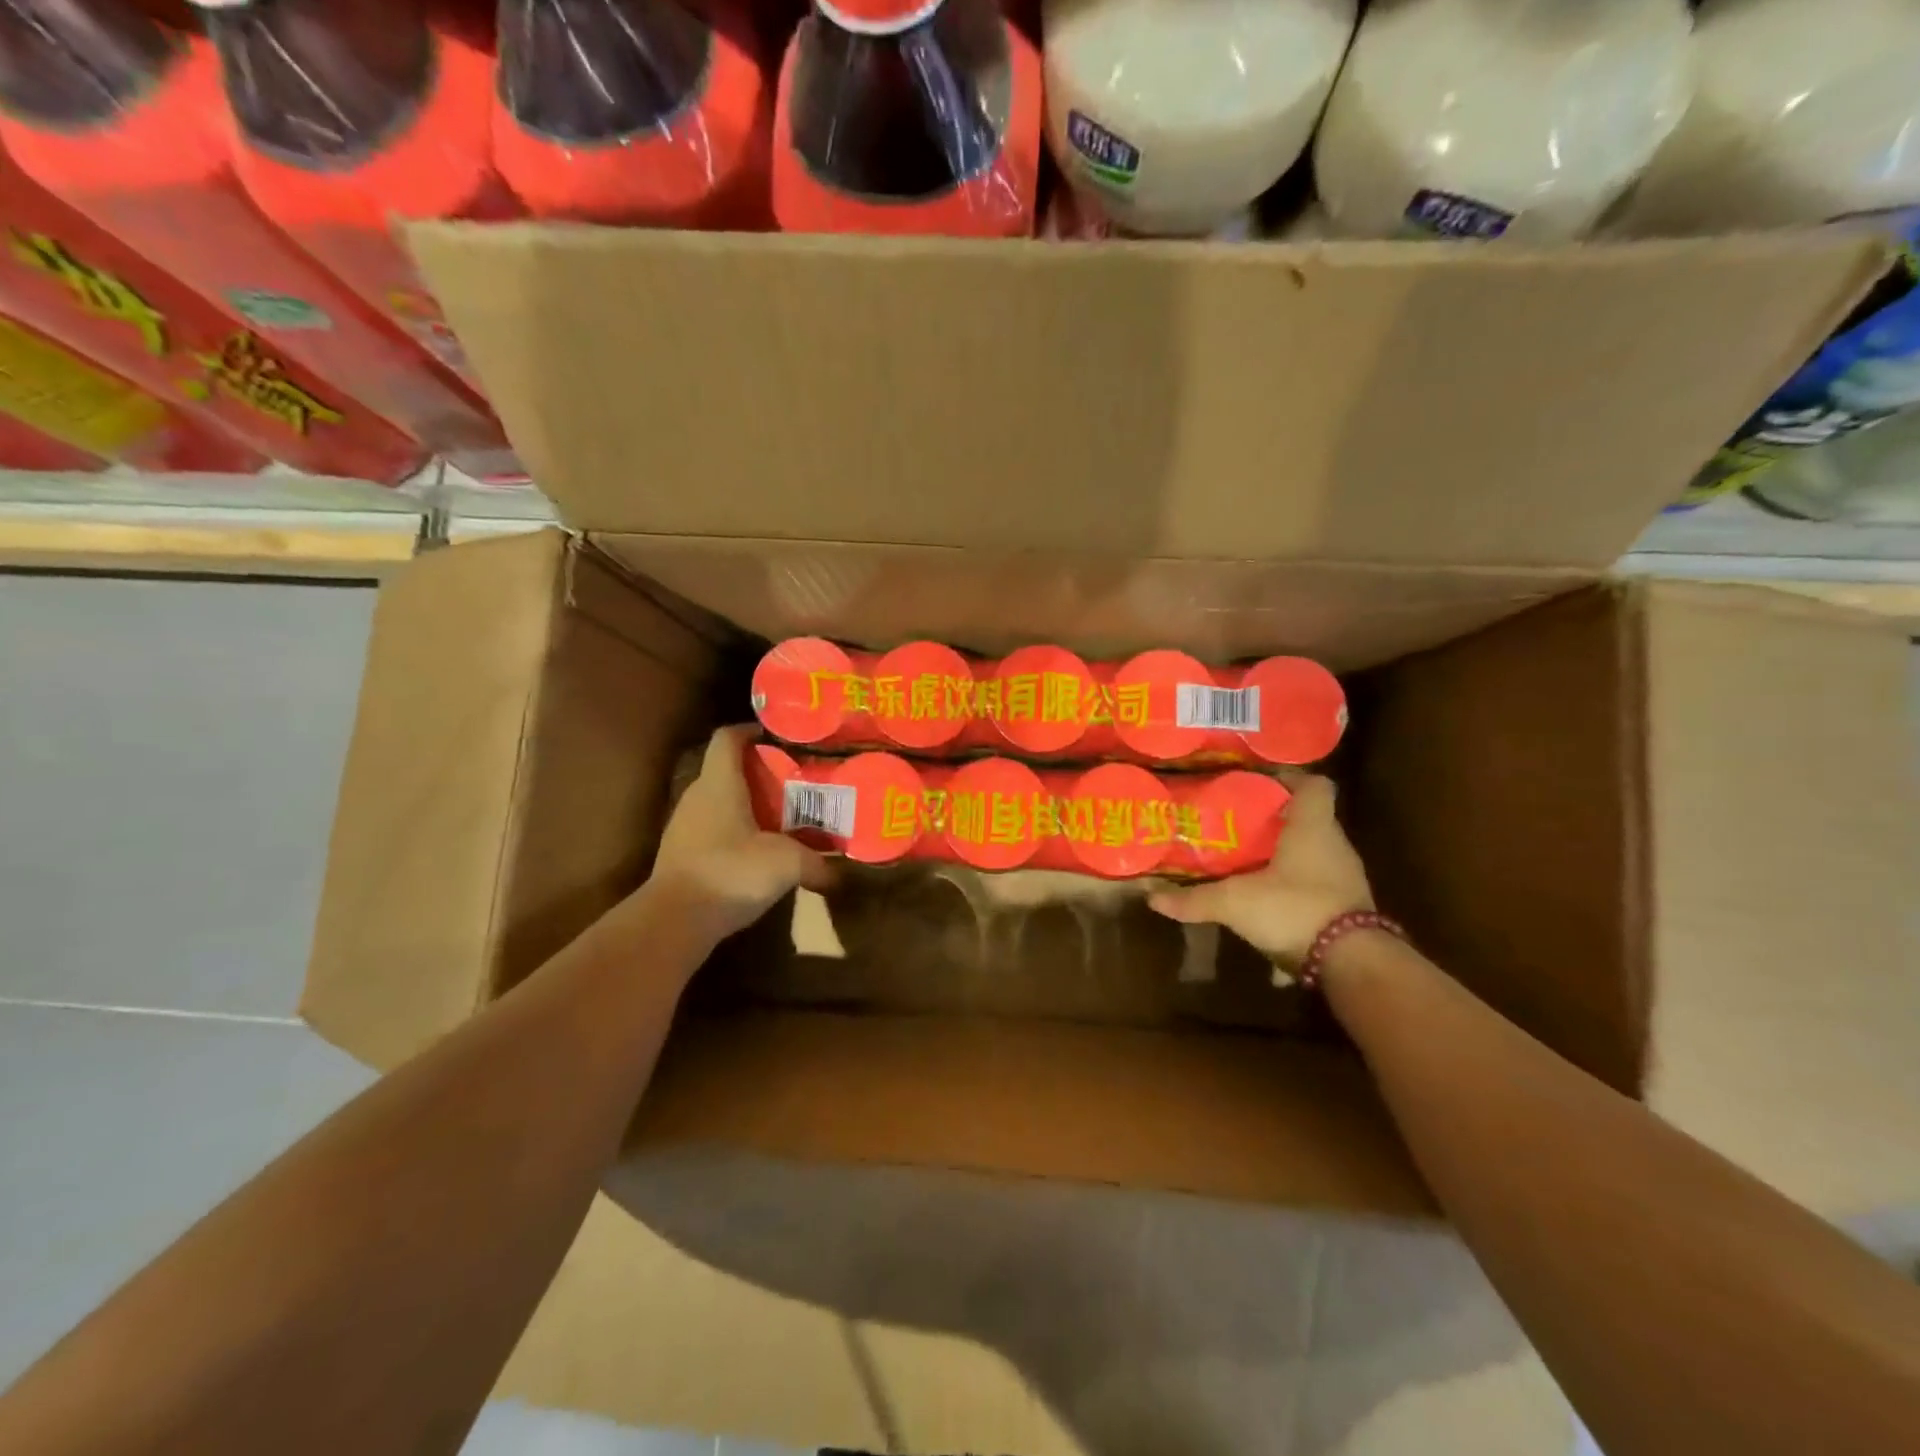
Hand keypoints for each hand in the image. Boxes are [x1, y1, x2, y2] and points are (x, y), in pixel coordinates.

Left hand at [646, 726, 833, 942]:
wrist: (674, 921)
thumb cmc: (730, 873)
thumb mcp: (787, 864)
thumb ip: (817, 864)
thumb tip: (840, 875)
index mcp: (720, 783)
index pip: (728, 737)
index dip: (752, 730)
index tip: (782, 737)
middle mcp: (698, 796)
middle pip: (728, 768)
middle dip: (762, 770)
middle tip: (798, 780)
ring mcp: (686, 826)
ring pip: (722, 800)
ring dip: (750, 803)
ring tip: (785, 815)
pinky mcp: (683, 853)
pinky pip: (715, 828)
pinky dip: (738, 830)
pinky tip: (761, 850)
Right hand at [1149, 775, 1372, 964]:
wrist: (1353, 965)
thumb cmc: (1295, 909)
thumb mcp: (1236, 903)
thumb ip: (1195, 899)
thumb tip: (1152, 897)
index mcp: (1313, 828)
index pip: (1315, 786)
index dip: (1290, 779)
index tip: (1259, 784)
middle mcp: (1335, 847)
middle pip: (1309, 820)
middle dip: (1275, 822)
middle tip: (1237, 826)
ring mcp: (1345, 880)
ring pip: (1312, 856)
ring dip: (1285, 859)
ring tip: (1247, 866)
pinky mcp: (1347, 910)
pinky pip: (1315, 891)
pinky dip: (1293, 895)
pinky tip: (1266, 911)